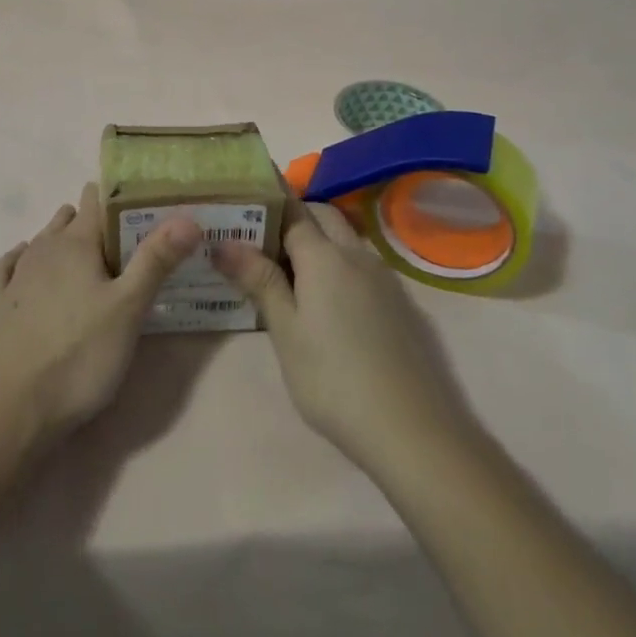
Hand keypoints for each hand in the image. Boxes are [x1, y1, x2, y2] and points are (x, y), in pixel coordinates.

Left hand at [0, 183, 200, 447]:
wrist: (10, 410)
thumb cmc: (79, 356)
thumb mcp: (129, 309)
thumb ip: (156, 260)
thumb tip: (187, 216)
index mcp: (76, 244)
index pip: (97, 199)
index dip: (119, 196)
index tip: (144, 205)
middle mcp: (42, 249)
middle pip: (70, 219)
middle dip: (95, 223)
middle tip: (125, 244)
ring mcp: (14, 277)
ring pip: (41, 241)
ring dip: (63, 241)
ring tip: (88, 260)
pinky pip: (8, 268)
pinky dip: (22, 261)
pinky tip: (24, 267)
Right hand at [216, 199, 473, 477]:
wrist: (411, 428)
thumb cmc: (332, 379)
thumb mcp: (286, 332)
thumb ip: (260, 280)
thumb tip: (225, 243)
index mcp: (325, 255)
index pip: (293, 210)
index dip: (267, 208)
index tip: (242, 215)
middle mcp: (357, 254)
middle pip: (324, 215)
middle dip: (294, 218)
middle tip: (262, 245)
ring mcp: (384, 277)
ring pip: (347, 239)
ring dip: (320, 241)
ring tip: (290, 274)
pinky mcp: (401, 302)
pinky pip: (363, 265)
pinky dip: (341, 265)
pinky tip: (329, 303)